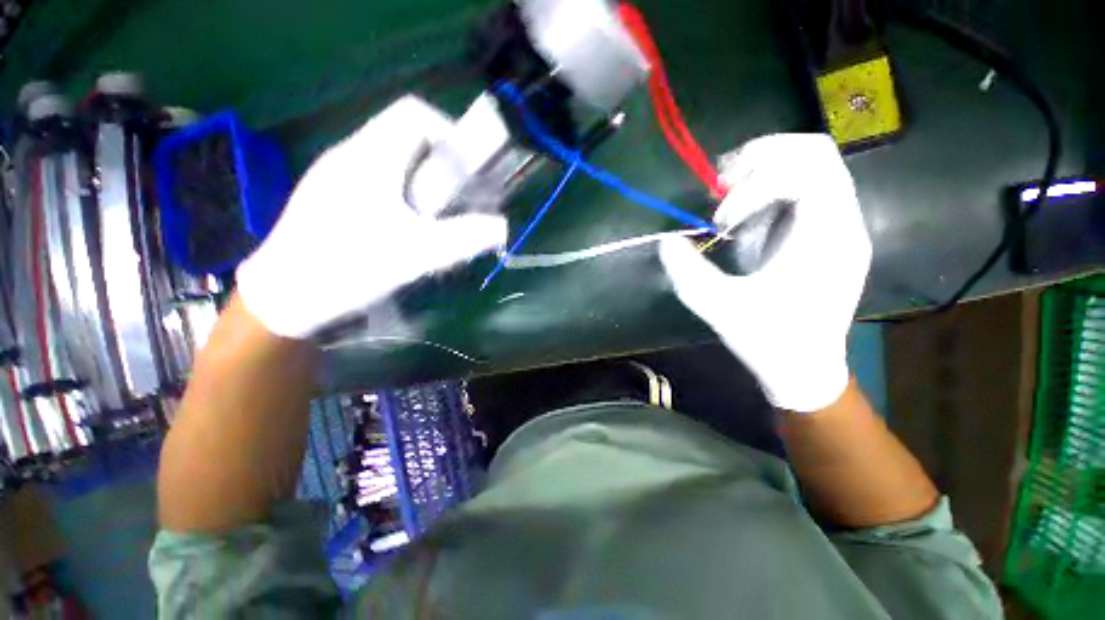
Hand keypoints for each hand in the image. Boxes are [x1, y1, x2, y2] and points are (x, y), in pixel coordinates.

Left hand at [237, 96, 507, 338]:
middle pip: (406, 137)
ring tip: (435, 220)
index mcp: (370, 157)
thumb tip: (502, 227)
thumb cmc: (350, 267)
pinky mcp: (330, 195)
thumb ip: (465, 237)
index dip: (449, 134)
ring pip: (392, 161)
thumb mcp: (418, 253)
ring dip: (422, 183)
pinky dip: (402, 195)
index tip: (468, 171)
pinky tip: (405, 229)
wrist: (283, 297)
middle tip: (457, 202)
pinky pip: (376, 180)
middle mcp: (350, 154)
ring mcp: (336, 174)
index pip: (414, 114)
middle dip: (440, 165)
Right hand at [660, 134, 870, 411]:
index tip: (721, 221)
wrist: (804, 368)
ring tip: (725, 197)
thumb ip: (689, 273)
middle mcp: (841, 221)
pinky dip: (766, 187)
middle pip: (814, 151)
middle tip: (720, 187)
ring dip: (762, 168)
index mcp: (826, 237)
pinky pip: (801, 186)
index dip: (755, 184)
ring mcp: (835, 224)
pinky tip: (740, 214)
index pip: (807, 169)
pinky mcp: (822, 233)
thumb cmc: (769, 341)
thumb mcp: (721, 308)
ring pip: (810, 162)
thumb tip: (667, 241)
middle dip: (760, 158)